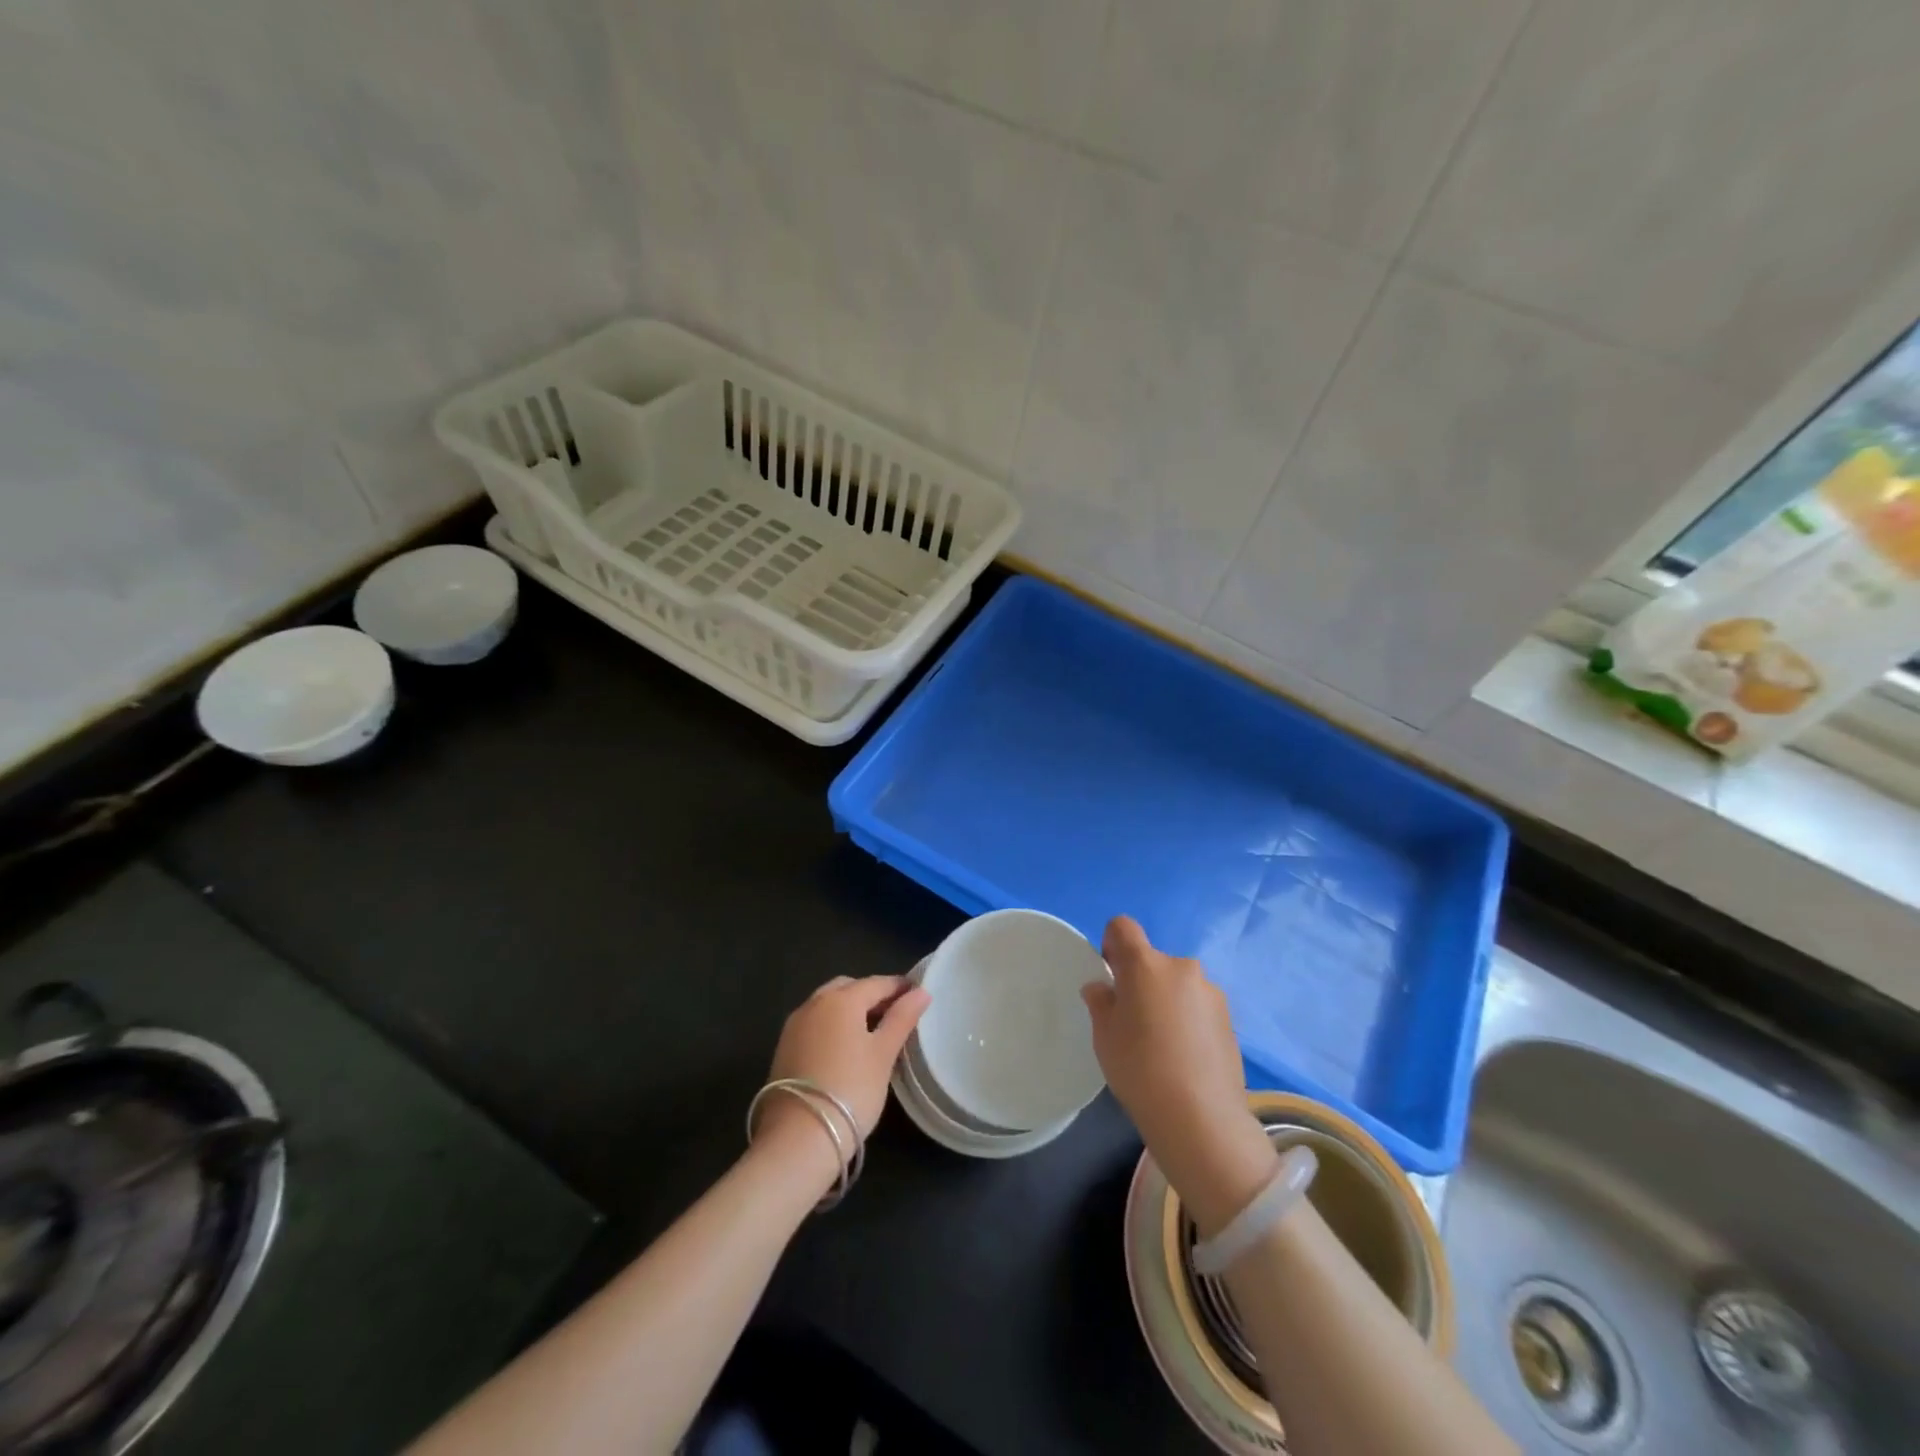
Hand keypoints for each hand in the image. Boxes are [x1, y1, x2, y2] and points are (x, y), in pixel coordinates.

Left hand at [754, 975, 929, 1186]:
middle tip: (894, 1014)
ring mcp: (794, 1025)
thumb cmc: (851, 1090)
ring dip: (850, 1009)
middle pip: (848, 987)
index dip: (899, 987)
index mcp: (841, 999)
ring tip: (872, 1032)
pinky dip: (833, 1025)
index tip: (917, 995)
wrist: (798, 1138)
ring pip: (828, 1004)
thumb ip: (902, 1019)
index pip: (877, 983)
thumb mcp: (883, 1054)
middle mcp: (814, 1003)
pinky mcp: (784, 1048)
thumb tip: (921, 992)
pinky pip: (815, 1023)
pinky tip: (845, 1047)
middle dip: (871, 995)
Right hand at [1082, 917, 1276, 1235]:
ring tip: (1163, 1044)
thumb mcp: (1104, 1035)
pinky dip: (1188, 1020)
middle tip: (1134, 1021)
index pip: (1123, 927)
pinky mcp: (1229, 1018)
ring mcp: (1210, 992)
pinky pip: (1198, 1006)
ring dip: (1167, 1000)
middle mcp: (1181, 967)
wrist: (1200, 1117)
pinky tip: (1185, 1057)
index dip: (1111, 943)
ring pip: (1177, 984)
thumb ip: (1101, 1002)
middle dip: (1141, 981)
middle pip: (1153, 961)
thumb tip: (1103, 988)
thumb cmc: (1139, 1068)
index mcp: (1146, 964)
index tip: (1111, 977)